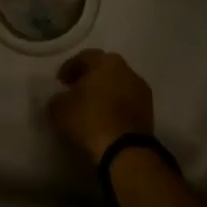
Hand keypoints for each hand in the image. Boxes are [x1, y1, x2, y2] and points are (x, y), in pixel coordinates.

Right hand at [47, 49, 154, 163]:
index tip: (61, 82)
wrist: (124, 149)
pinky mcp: (149, 110)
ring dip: (106, 92)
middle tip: (77, 91)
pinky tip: (107, 119)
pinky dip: (117, 106)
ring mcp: (140, 89)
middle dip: (90, 78)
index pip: (83, 57)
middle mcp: (126, 69)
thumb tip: (61, 99)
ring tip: (93, 108)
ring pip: (118, 84)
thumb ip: (57, 99)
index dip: (69, 68)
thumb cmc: (89, 119)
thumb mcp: (59, 109)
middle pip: (104, 69)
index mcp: (104, 61)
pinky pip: (127, 101)